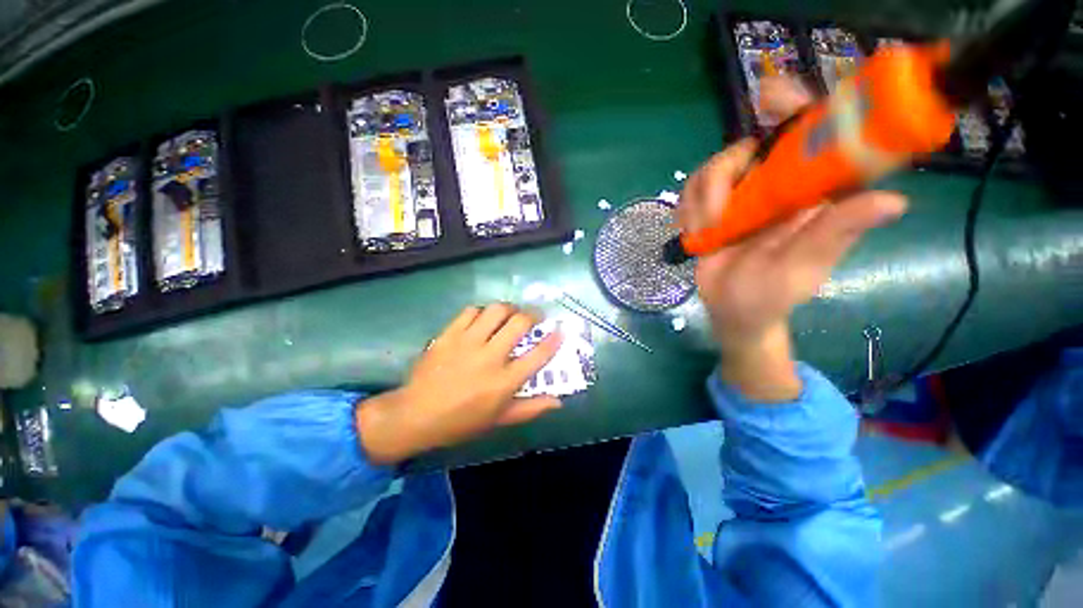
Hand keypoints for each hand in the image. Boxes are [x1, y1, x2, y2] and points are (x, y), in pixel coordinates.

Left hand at [355, 303, 562, 464]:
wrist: (415, 415)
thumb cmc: (462, 421)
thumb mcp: (500, 420)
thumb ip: (531, 408)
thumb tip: (559, 401)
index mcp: (505, 382)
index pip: (538, 355)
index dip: (553, 339)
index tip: (560, 329)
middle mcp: (490, 357)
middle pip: (519, 324)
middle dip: (533, 315)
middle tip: (535, 316)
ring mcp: (468, 343)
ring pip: (496, 311)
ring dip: (509, 308)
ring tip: (511, 313)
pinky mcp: (449, 335)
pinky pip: (471, 311)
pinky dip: (482, 311)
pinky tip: (483, 319)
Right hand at [678, 77, 906, 400]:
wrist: (731, 311)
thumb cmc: (770, 296)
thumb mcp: (802, 269)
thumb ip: (834, 234)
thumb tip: (893, 201)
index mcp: (812, 192)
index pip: (816, 135)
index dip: (798, 106)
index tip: (770, 98)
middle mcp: (777, 186)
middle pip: (753, 144)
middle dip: (729, 162)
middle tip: (717, 197)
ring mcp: (741, 196)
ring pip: (716, 168)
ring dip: (703, 199)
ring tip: (706, 232)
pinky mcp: (712, 209)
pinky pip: (692, 190)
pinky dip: (687, 208)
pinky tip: (693, 231)